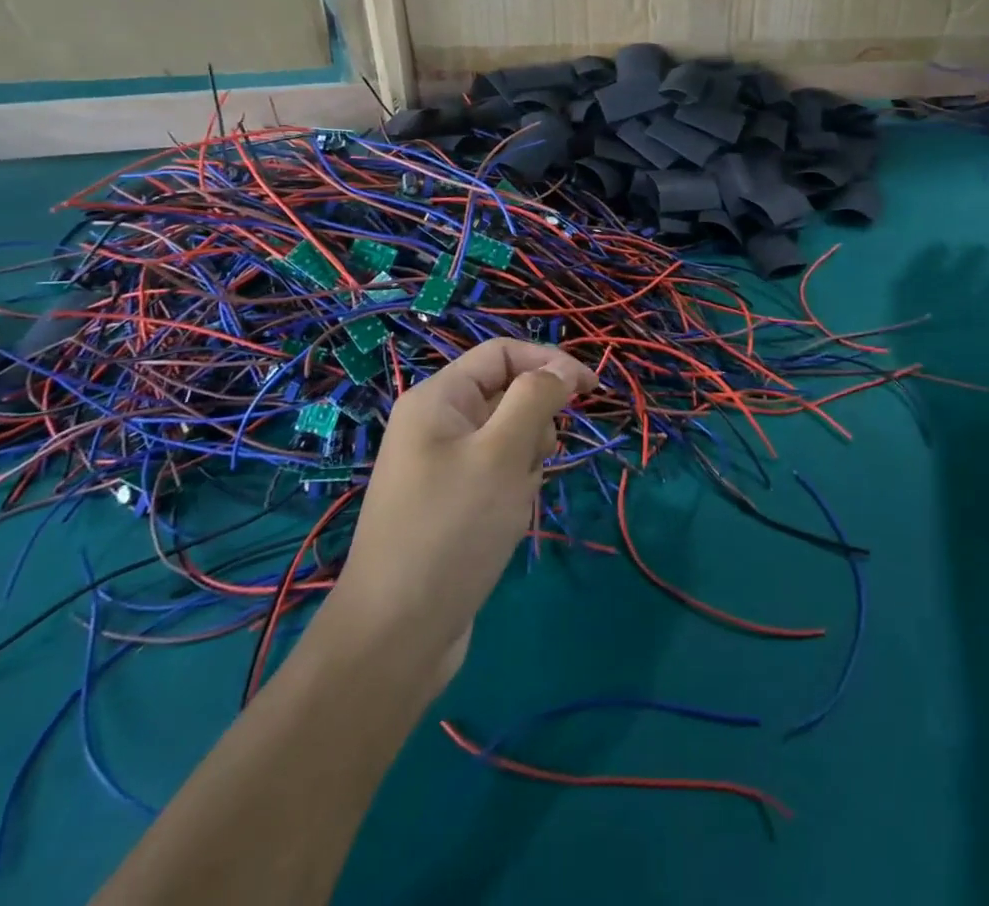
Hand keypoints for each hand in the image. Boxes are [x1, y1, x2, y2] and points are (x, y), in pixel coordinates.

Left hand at [317, 339, 596, 690]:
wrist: (397, 635)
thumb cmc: (452, 530)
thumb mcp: (502, 453)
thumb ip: (535, 398)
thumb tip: (560, 370)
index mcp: (438, 399)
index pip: (502, 353)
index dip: (550, 362)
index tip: (592, 390)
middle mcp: (436, 424)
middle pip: (508, 395)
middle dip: (533, 426)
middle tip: (530, 464)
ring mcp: (441, 465)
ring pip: (508, 439)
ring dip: (525, 464)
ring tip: (512, 503)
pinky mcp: (450, 503)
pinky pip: (496, 475)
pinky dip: (511, 491)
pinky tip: (503, 525)